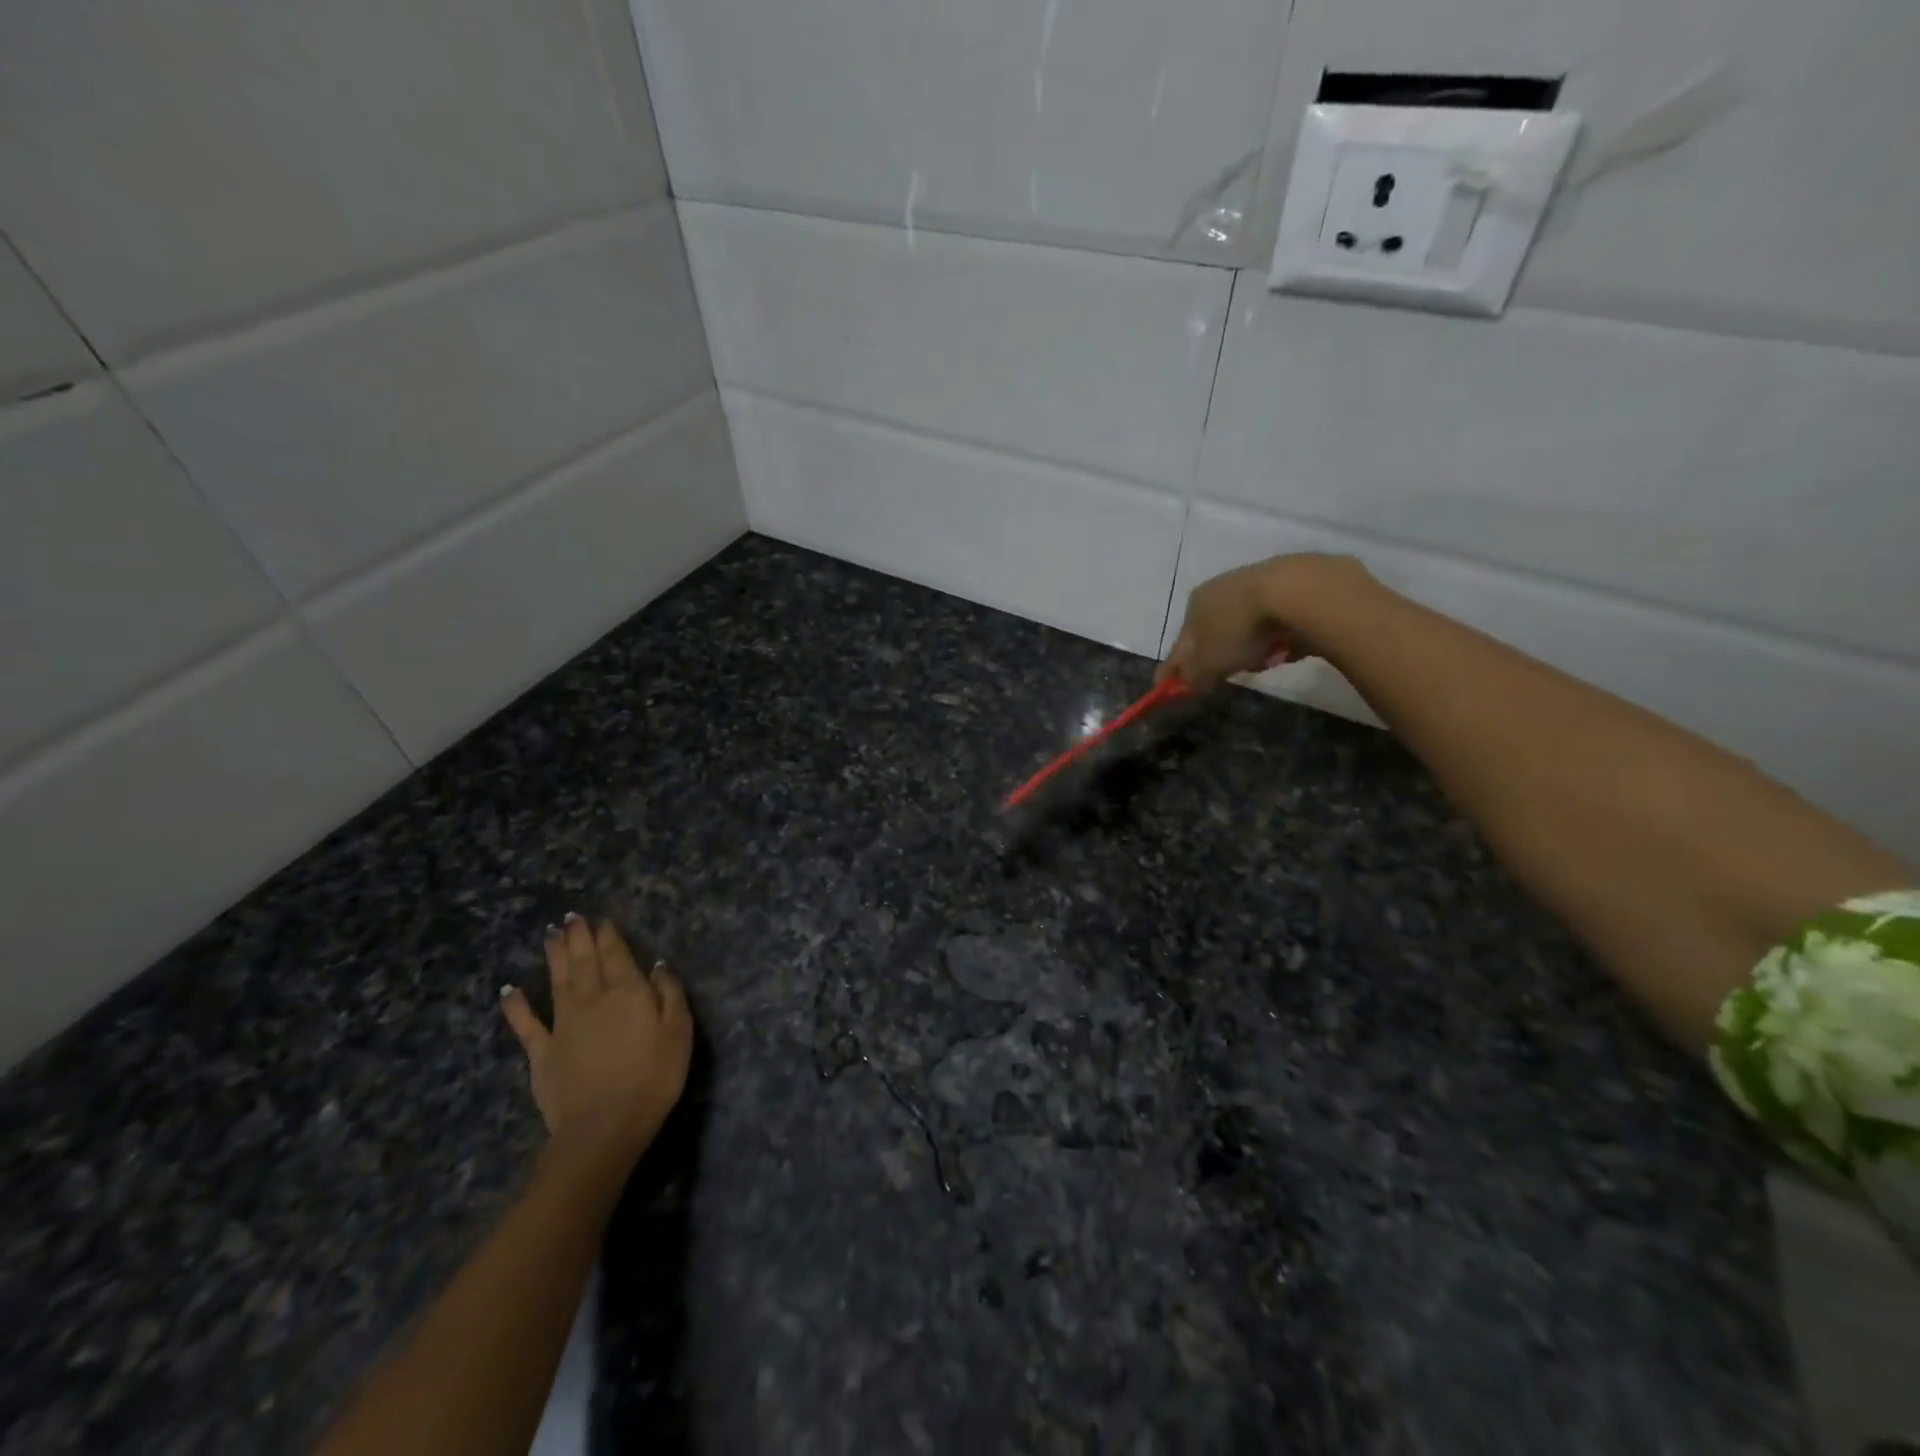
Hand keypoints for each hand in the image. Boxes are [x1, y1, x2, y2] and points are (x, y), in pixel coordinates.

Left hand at [501, 916, 692, 1160]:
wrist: (604, 1127)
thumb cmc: (653, 1078)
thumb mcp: (679, 1032)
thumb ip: (670, 994)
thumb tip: (657, 965)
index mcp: (628, 992)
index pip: (617, 954)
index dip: (608, 935)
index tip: (602, 919)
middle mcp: (593, 999)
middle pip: (585, 961)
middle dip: (579, 936)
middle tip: (571, 916)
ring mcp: (563, 1024)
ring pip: (558, 980)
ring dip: (554, 955)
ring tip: (550, 934)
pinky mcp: (541, 1052)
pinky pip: (526, 1024)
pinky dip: (516, 1005)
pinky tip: (509, 990)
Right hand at [1156, 553, 1369, 691]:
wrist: (1295, 592)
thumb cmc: (1239, 630)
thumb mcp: (1208, 663)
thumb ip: (1192, 677)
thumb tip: (1186, 684)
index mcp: (1194, 603)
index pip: (1180, 643)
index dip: (1176, 667)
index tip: (1173, 686)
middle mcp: (1219, 588)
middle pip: (1213, 634)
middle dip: (1218, 656)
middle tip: (1227, 674)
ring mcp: (1254, 583)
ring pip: (1244, 628)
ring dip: (1249, 647)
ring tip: (1264, 660)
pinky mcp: (1288, 586)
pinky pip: (1273, 623)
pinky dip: (1274, 637)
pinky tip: (1285, 646)